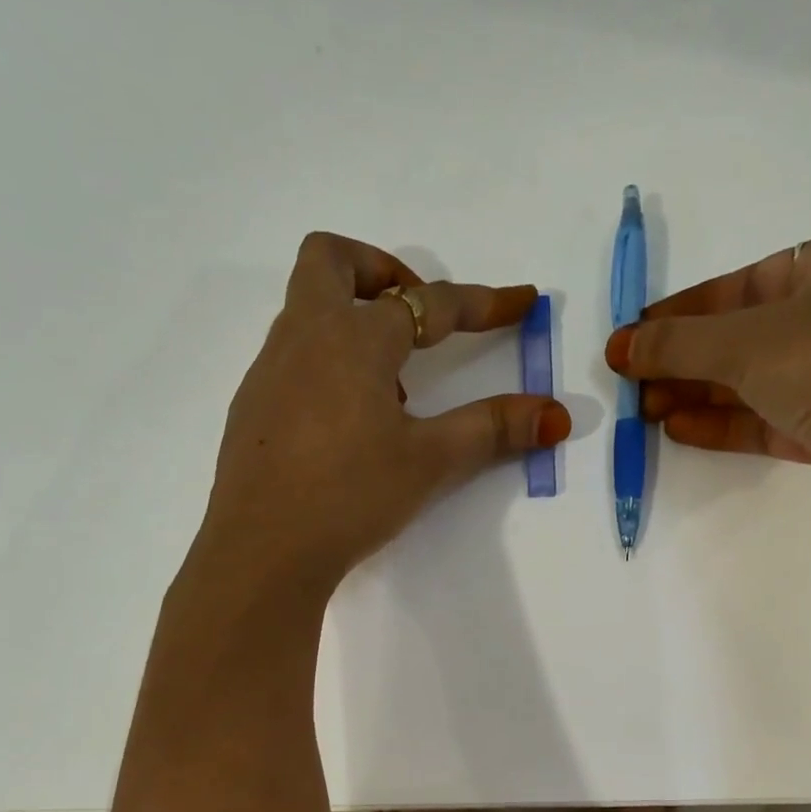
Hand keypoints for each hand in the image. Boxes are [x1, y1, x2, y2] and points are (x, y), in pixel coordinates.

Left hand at [198, 232, 569, 590]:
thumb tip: (557, 415)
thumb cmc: (350, 495)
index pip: (428, 304)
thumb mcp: (429, 461)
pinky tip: (349, 425)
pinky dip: (328, 365)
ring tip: (393, 390)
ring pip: (308, 312)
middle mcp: (303, 338)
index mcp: (352, 339)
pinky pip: (293, 358)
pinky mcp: (252, 408)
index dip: (481, 303)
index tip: (521, 303)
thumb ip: (492, 429)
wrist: (263, 550)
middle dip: (380, 270)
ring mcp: (268, 371)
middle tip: (415, 314)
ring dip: (354, 325)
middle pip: (330, 261)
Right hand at [604, 223, 810, 526]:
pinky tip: (679, 428)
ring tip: (646, 409)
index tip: (637, 334)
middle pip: (749, 333)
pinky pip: (772, 417)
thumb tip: (621, 346)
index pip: (747, 281)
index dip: (685, 310)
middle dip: (687, 359)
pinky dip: (726, 422)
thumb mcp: (748, 342)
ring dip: (700, 393)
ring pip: (759, 379)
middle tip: (633, 380)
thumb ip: (679, 343)